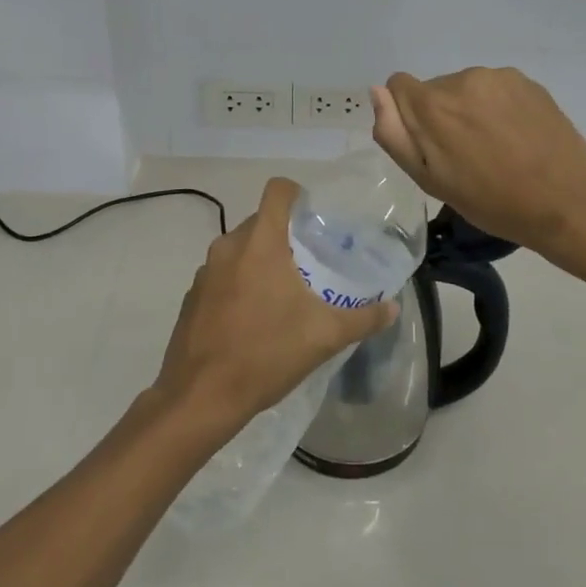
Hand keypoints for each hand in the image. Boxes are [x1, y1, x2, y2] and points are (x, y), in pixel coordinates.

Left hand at [153, 177, 398, 433]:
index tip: (315, 218)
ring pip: (240, 250)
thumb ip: (363, 318)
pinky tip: (254, 319)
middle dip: (285, 236)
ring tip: (285, 293)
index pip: (277, 191)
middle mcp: (228, 246)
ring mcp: (205, 271)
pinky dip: (239, 284)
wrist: (201, 396)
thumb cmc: (266, 354)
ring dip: (261, 262)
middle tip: (310, 262)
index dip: (298, 195)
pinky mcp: (193, 296)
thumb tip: (392, 307)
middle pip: (261, 221)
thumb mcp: (324, 336)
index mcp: (260, 242)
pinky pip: (222, 276)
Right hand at [371, 68, 585, 257]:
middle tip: (466, 155)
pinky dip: (498, 106)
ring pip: (466, 88)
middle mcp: (461, 79)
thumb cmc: (490, 201)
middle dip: (441, 115)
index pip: (399, 86)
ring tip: (496, 147)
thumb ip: (395, 134)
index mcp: (432, 105)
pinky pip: (496, 88)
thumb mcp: (429, 179)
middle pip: (434, 89)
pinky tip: (517, 136)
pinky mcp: (526, 81)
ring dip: (471, 110)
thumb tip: (377, 92)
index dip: (408, 115)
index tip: (431, 145)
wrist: (565, 202)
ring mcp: (497, 77)